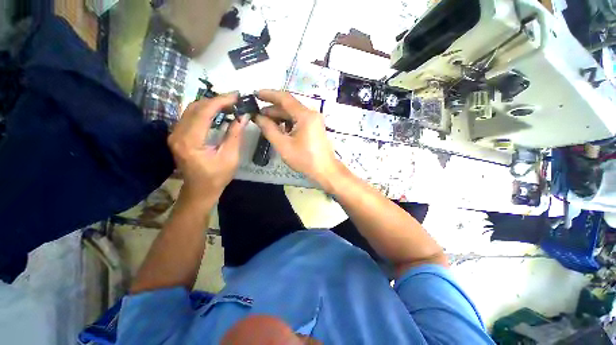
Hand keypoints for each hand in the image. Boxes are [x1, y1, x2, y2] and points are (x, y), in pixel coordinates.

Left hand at [168, 94, 248, 206]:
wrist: (200, 190)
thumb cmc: (217, 177)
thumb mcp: (230, 157)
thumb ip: (235, 135)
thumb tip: (243, 116)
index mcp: (190, 141)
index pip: (204, 112)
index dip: (221, 101)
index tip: (237, 96)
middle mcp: (177, 134)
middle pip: (195, 107)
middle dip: (216, 100)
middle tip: (235, 99)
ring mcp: (175, 134)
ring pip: (191, 109)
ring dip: (210, 104)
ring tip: (229, 103)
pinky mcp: (177, 135)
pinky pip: (190, 116)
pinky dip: (204, 111)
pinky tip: (217, 112)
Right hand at [254, 90, 340, 188]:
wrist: (325, 170)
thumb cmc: (305, 159)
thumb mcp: (283, 145)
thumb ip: (269, 129)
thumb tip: (258, 117)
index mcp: (305, 116)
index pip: (285, 98)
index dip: (269, 94)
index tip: (255, 94)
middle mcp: (311, 114)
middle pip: (289, 106)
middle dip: (273, 109)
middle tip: (258, 115)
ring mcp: (315, 120)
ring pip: (294, 113)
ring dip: (280, 117)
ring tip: (266, 123)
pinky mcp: (315, 127)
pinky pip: (299, 120)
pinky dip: (288, 122)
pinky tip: (280, 129)